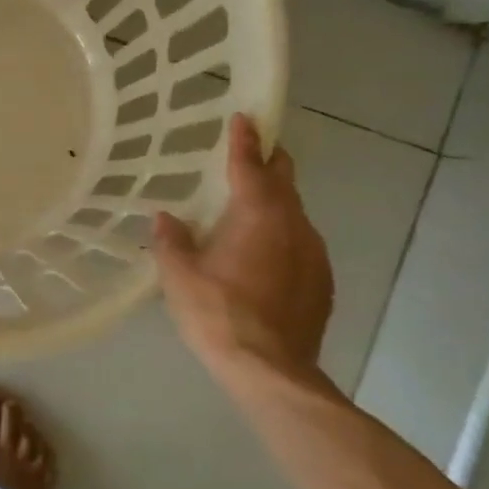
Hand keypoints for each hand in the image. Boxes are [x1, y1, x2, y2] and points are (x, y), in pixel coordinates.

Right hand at [153, 113, 332, 377]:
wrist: (271, 370)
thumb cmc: (218, 314)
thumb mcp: (179, 276)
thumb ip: (172, 241)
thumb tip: (166, 218)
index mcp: (258, 215)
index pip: (251, 165)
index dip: (245, 140)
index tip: (244, 117)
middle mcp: (294, 225)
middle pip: (285, 181)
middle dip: (270, 163)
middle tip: (252, 153)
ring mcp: (314, 254)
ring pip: (295, 215)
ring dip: (276, 205)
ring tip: (250, 212)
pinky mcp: (323, 282)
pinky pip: (301, 245)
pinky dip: (283, 238)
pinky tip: (264, 258)